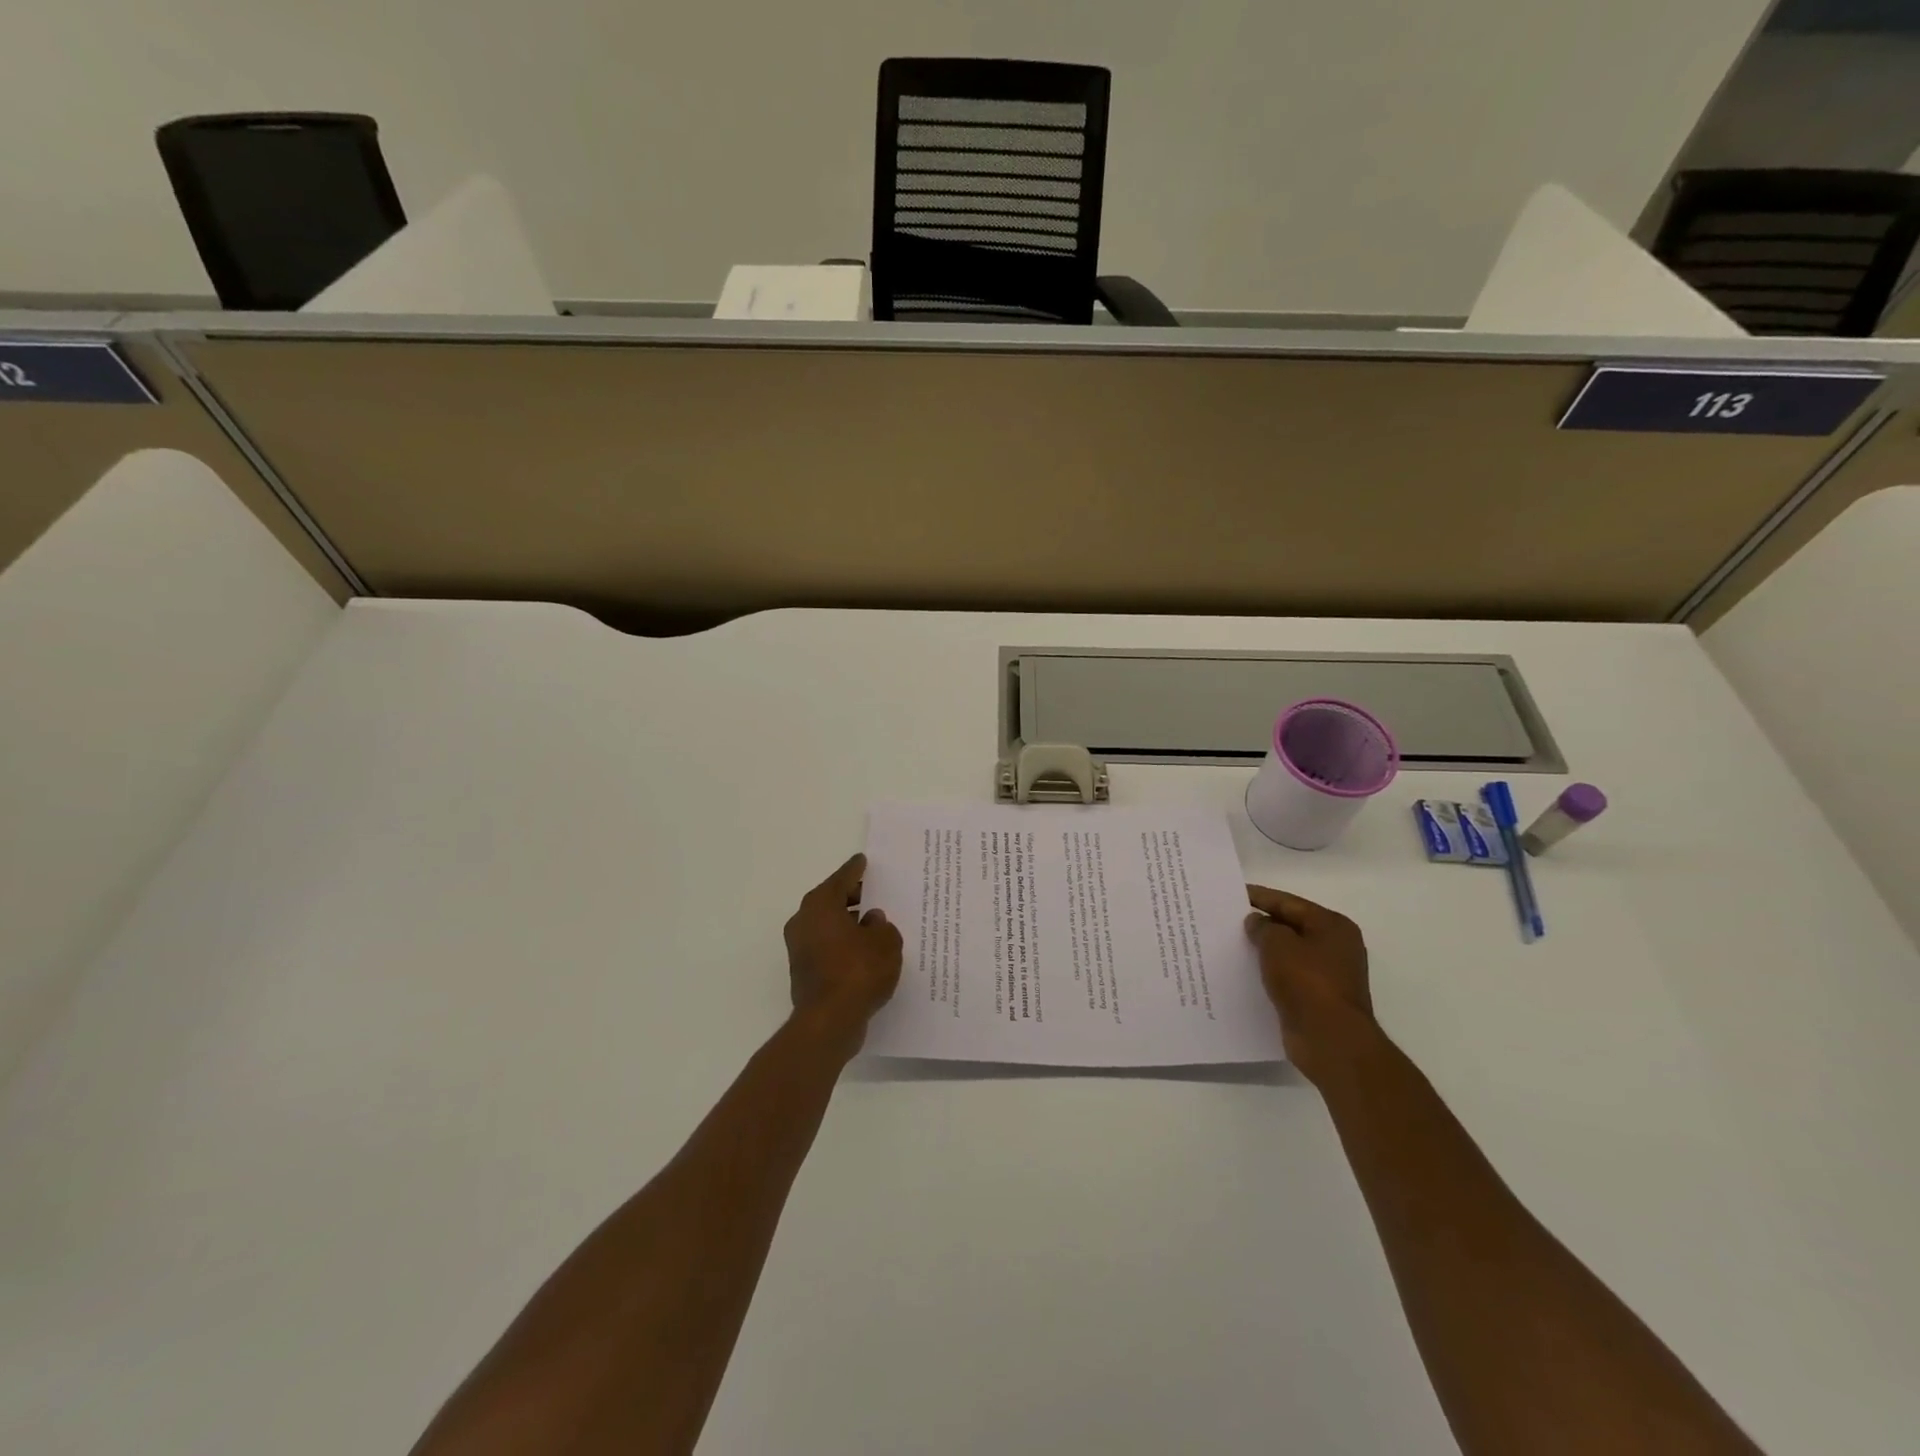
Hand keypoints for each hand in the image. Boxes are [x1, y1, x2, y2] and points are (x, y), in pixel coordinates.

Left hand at [784, 854, 902, 1044]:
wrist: (829, 1022)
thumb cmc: (858, 971)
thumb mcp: (885, 942)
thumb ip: (882, 926)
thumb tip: (871, 921)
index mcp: (820, 905)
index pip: (842, 878)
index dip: (855, 869)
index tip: (862, 861)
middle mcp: (804, 921)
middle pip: (831, 901)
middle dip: (852, 897)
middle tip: (874, 893)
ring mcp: (800, 948)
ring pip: (828, 926)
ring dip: (848, 924)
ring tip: (875, 926)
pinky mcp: (803, 972)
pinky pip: (828, 947)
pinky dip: (843, 945)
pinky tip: (864, 952)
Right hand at [1245, 886, 1378, 1084]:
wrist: (1330, 1040)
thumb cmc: (1307, 982)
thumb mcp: (1278, 944)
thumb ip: (1263, 927)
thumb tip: (1257, 922)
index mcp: (1333, 926)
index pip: (1289, 903)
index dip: (1259, 897)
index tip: (1232, 893)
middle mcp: (1335, 947)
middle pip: (1290, 926)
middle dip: (1261, 924)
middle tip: (1226, 919)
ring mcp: (1328, 975)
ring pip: (1287, 953)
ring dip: (1263, 950)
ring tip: (1230, 945)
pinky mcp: (1317, 999)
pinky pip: (1287, 977)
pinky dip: (1268, 973)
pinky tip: (1244, 973)